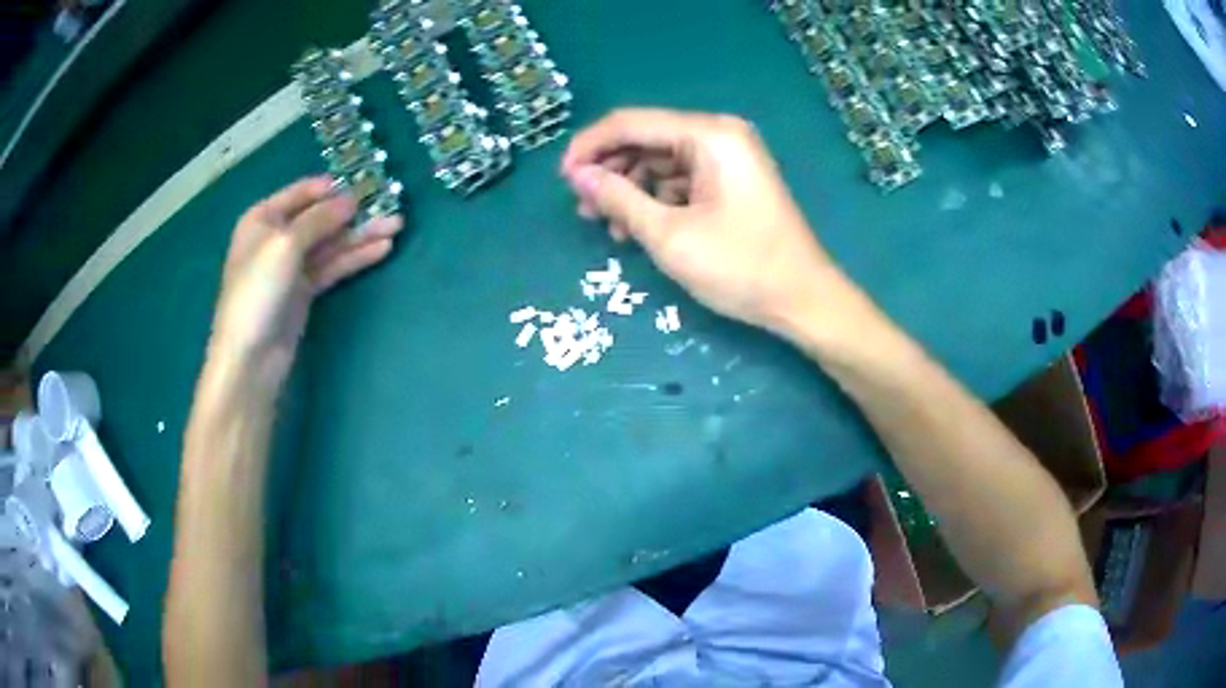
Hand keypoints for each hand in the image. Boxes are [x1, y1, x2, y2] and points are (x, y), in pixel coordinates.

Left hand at [210, 177, 402, 385]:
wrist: (250, 357)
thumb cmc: (257, 291)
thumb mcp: (285, 245)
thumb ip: (319, 218)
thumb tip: (350, 200)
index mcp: (263, 218)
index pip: (302, 192)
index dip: (332, 187)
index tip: (364, 183)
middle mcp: (277, 237)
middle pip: (320, 217)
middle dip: (353, 212)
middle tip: (390, 205)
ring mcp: (291, 266)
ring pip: (331, 243)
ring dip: (361, 235)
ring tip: (396, 226)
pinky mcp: (304, 291)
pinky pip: (333, 266)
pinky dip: (355, 257)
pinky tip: (381, 250)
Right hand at [561, 108, 845, 335]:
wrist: (803, 299)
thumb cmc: (741, 267)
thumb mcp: (669, 235)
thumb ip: (619, 198)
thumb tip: (578, 176)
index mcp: (709, 134)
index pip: (631, 123)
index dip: (589, 147)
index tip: (562, 179)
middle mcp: (718, 134)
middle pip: (646, 138)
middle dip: (610, 170)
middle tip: (583, 208)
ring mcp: (727, 157)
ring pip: (660, 160)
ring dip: (629, 188)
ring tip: (606, 224)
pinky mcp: (730, 180)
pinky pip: (680, 178)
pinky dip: (655, 199)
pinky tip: (636, 227)